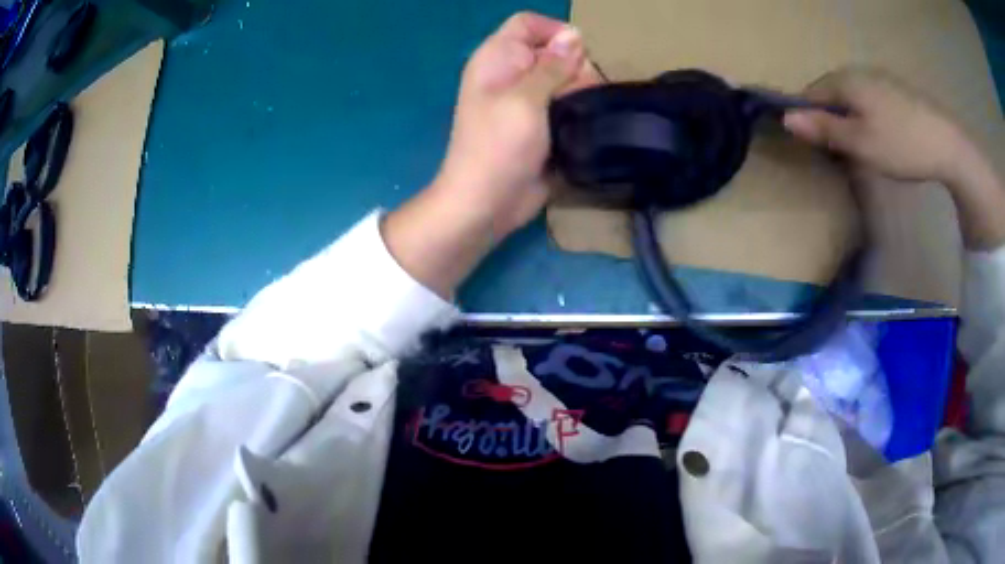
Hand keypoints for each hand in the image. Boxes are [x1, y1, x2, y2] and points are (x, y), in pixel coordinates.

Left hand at [383, 13, 601, 297]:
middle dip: (575, 67)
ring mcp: (527, 100)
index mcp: (497, 59)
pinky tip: (587, 124)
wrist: (487, 204)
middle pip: (554, 51)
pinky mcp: (542, 124)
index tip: (578, 56)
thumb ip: (551, 65)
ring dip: (582, 91)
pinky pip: (567, 105)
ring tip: (586, 113)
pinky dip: (580, 110)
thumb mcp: (525, 100)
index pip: (528, 24)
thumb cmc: (497, 147)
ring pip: (565, 79)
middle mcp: (512, 74)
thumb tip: (575, 34)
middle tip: (581, 94)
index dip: (555, 32)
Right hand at [783, 67, 976, 184]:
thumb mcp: (860, 143)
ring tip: (864, 147)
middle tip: (841, 153)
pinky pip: (870, 100)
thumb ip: (824, 130)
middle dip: (830, 119)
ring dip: (850, 119)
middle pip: (831, 94)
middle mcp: (858, 72)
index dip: (808, 119)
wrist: (947, 143)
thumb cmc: (901, 143)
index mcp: (844, 80)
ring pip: (852, 97)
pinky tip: (883, 137)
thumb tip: (786, 118)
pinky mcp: (895, 90)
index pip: (810, 94)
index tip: (816, 148)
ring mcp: (879, 78)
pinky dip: (868, 117)